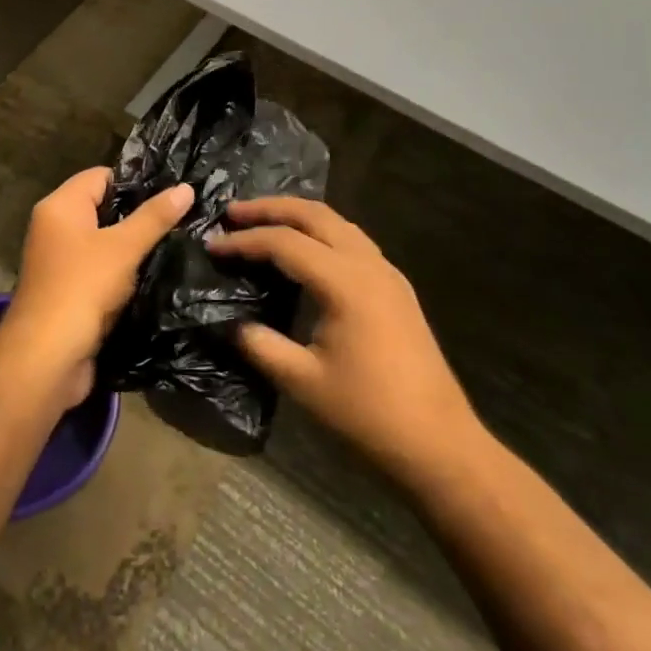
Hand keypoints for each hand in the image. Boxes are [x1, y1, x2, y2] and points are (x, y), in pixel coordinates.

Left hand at [0, 168, 193, 406]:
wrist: (48, 356)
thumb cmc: (83, 287)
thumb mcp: (124, 247)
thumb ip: (154, 217)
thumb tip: (185, 187)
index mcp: (60, 206)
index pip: (101, 176)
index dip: (136, 181)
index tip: (173, 192)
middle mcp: (55, 228)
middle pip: (104, 209)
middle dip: (140, 215)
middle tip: (183, 218)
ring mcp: (61, 262)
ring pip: (105, 243)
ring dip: (134, 247)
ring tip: (177, 244)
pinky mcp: (70, 291)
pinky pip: (101, 271)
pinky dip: (124, 273)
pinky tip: (155, 276)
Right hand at [205, 197, 479, 479]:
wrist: (438, 442)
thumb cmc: (368, 413)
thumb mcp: (302, 381)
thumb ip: (260, 344)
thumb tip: (229, 323)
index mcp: (346, 283)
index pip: (285, 243)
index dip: (244, 241)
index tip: (212, 246)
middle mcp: (369, 265)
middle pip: (315, 215)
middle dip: (270, 208)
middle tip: (232, 213)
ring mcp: (387, 273)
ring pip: (337, 222)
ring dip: (297, 215)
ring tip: (262, 222)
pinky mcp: (395, 287)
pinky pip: (352, 240)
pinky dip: (320, 232)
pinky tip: (303, 250)